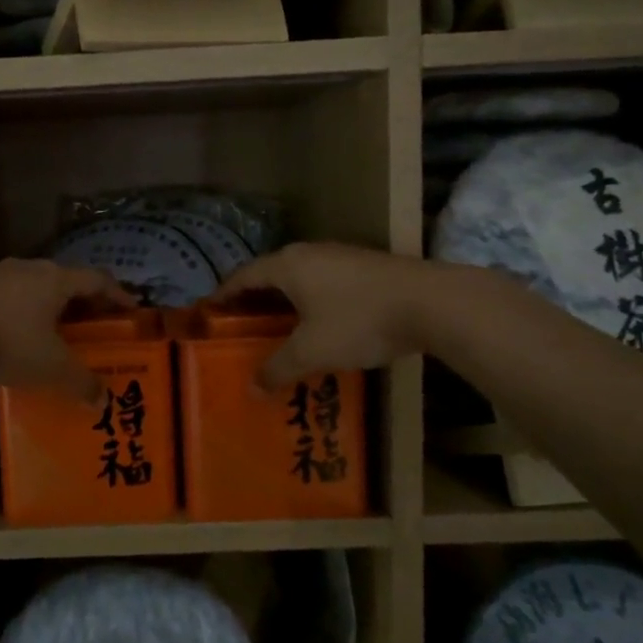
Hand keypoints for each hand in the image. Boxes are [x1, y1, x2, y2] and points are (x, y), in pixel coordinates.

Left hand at [0, 259, 133, 406]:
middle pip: (66, 280)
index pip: (97, 280)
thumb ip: (81, 383)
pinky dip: (22, 312)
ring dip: (49, 306)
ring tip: (55, 330)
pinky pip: (9, 296)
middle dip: (83, 302)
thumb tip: (102, 400)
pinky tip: (16, 335)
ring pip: (34, 286)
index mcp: (56, 280)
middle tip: (94, 324)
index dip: (117, 294)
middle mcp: (30, 269)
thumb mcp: (52, 368)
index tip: (131, 309)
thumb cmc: (9, 343)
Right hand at [212, 242, 435, 387]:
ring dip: (284, 302)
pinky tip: (319, 325)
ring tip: (276, 329)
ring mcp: (341, 257)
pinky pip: (324, 283)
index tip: (208, 313)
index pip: (242, 276)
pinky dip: (311, 302)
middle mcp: (309, 253)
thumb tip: (251, 389)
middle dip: (253, 300)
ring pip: (300, 278)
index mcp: (287, 266)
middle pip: (270, 275)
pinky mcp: (366, 267)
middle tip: (239, 326)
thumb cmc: (359, 321)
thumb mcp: (312, 351)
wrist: (433, 302)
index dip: (223, 295)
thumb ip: (278, 369)